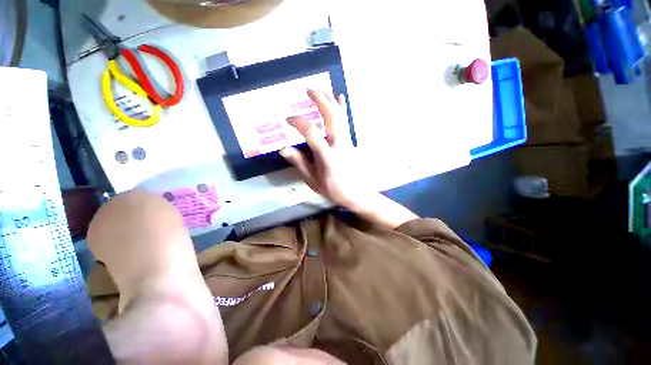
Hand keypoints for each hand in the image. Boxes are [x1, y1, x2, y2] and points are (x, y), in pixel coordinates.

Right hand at [281, 89, 418, 229]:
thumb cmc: (334, 189)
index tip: (288, 119)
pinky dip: (342, 108)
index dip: (299, 123)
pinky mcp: (350, 141)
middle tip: (308, 90)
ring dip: (330, 100)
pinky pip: (345, 121)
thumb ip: (300, 164)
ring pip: (340, 116)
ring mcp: (347, 142)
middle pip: (331, 117)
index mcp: (328, 157)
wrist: (357, 194)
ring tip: (320, 90)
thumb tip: (283, 149)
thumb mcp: (314, 181)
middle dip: (320, 100)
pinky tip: (340, 97)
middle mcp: (339, 145)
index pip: (312, 133)